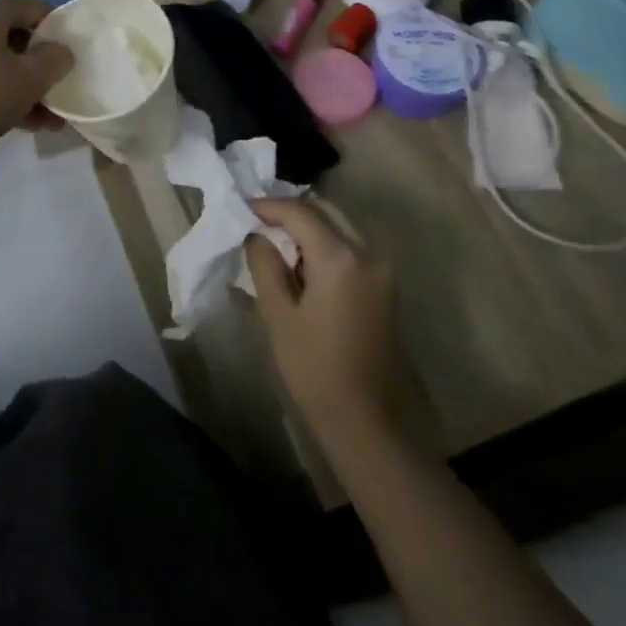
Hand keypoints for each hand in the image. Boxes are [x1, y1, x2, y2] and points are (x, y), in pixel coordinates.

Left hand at [0, 0, 73, 167]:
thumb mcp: (29, 82)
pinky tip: (10, 119)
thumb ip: (55, 60)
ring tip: (39, 120)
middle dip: (35, 67)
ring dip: (16, 83)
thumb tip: (60, 50)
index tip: (67, 66)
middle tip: (54, 97)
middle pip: (11, 34)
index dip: (58, 35)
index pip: (36, 8)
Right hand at [244, 197, 406, 445]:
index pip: (300, 212)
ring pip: (341, 226)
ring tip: (274, 239)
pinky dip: (326, 242)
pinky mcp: (385, 285)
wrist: (365, 419)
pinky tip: (301, 261)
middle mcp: (368, 253)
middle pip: (326, 211)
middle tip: (256, 221)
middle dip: (290, 211)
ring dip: (310, 225)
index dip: (268, 206)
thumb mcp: (278, 316)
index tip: (240, 208)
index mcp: (340, 258)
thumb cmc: (313, 369)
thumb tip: (256, 235)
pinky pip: (352, 247)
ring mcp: (382, 269)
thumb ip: (265, 265)